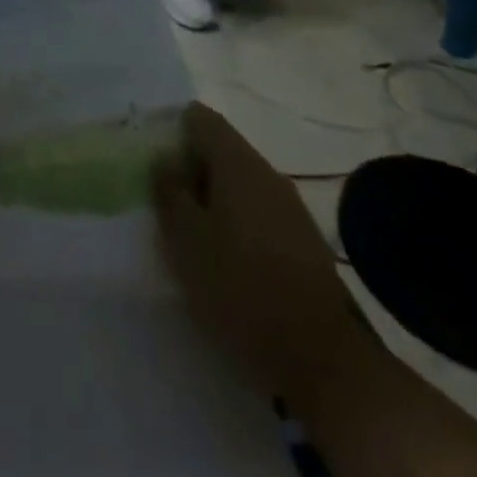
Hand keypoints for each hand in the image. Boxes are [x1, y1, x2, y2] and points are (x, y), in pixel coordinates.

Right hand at [152, 104, 366, 399]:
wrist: (324, 357)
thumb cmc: (242, 287)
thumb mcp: (187, 241)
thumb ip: (170, 193)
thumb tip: (164, 160)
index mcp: (237, 162)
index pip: (200, 118)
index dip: (172, 128)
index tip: (151, 153)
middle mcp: (266, 172)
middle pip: (220, 150)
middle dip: (190, 167)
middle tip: (163, 197)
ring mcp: (290, 207)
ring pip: (240, 184)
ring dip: (212, 198)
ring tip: (189, 231)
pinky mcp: (304, 241)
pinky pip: (258, 213)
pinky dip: (235, 222)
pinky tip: (224, 256)